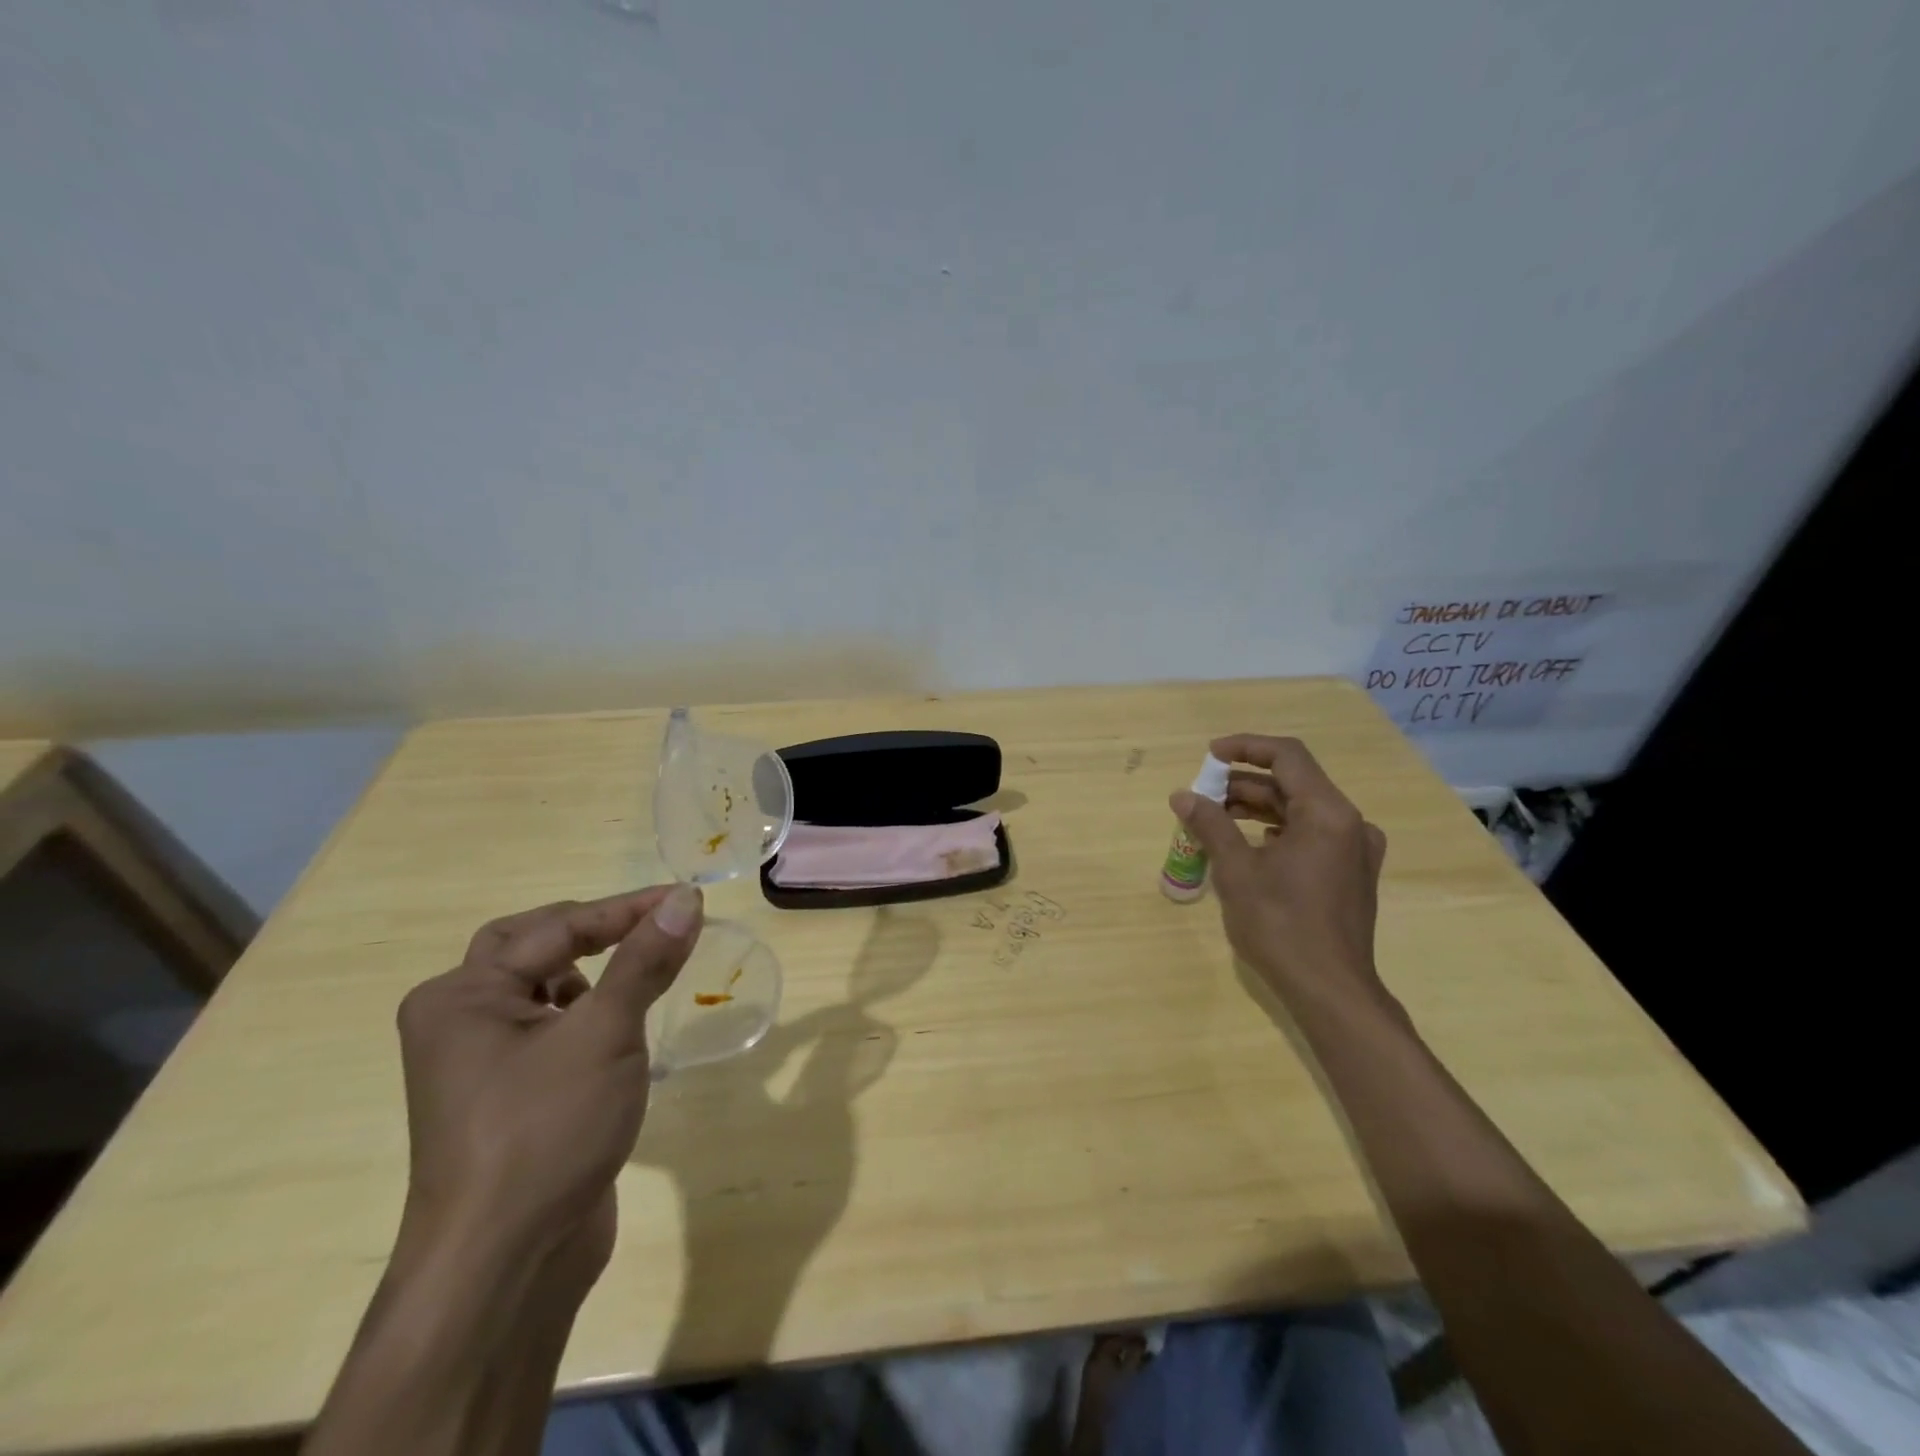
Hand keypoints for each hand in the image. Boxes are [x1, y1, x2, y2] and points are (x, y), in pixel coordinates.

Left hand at [392, 884, 703, 1277]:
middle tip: (648, 924)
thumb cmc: (547, 1129)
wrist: (505, 1265)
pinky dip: (585, 1012)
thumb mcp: (606, 1032)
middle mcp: (457, 1021)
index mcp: (462, 996)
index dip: (627, 909)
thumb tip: (686, 898)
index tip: (687, 899)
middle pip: (530, 946)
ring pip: (538, 988)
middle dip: (592, 930)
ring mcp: (476, 1064)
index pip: (558, 927)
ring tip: (640, 972)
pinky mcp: (504, 1098)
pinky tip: (619, 1030)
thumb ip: (645, 960)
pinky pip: (546, 1029)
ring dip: (590, 971)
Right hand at [1170, 735, 1388, 1010]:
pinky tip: (1248, 845)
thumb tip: (1182, 796)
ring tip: (1214, 819)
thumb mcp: (1236, 871)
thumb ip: (1210, 825)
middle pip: (1293, 783)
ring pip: (1300, 809)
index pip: (1286, 756)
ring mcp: (1355, 849)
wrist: (1330, 990)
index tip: (1208, 755)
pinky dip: (1276, 830)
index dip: (1245, 747)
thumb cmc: (1281, 925)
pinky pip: (1311, 834)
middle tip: (1201, 796)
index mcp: (1327, 813)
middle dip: (1243, 784)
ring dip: (1257, 808)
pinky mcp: (1351, 873)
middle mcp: (1349, 823)